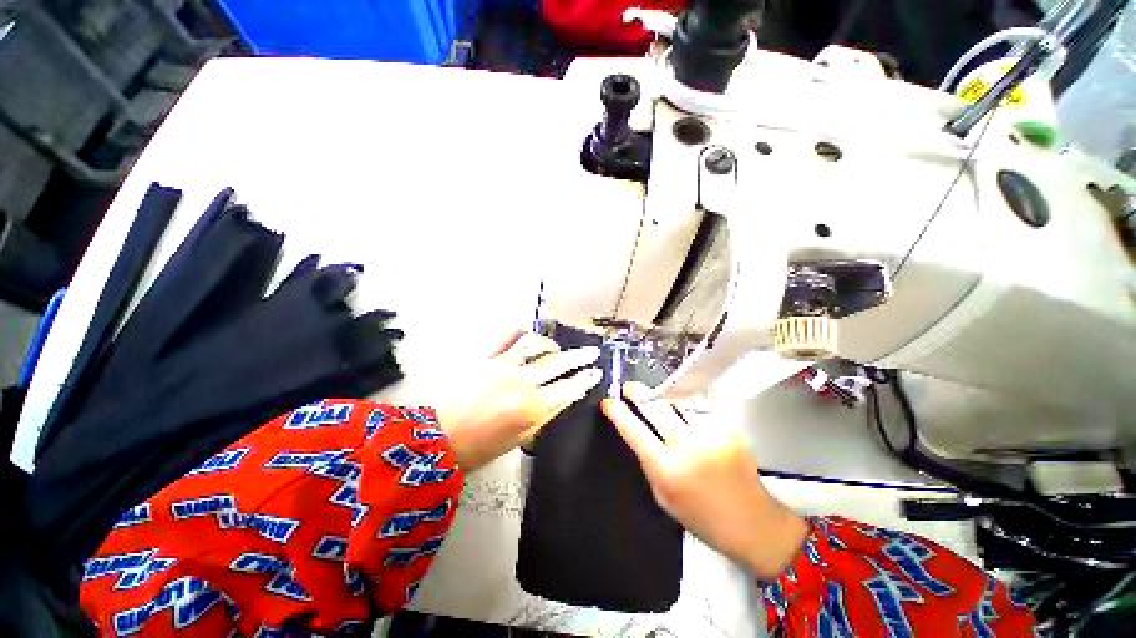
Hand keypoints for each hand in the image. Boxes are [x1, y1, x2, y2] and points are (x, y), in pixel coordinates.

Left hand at [438, 331, 601, 471]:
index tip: (594, 373)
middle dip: (580, 357)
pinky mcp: (485, 358)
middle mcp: (521, 382)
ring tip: (555, 348)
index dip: (585, 380)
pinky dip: (519, 332)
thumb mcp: (519, 439)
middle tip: (591, 352)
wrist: (437, 440)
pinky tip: (526, 335)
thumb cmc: (478, 448)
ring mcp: (502, 366)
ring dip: (550, 345)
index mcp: (532, 407)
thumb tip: (561, 398)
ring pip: (535, 345)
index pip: (569, 388)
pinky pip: (506, 337)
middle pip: (558, 363)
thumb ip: (544, 416)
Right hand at [601, 382, 808, 579]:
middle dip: (638, 393)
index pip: (633, 430)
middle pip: (654, 406)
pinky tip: (692, 425)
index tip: (609, 402)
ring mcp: (710, 434)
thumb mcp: (663, 496)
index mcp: (667, 469)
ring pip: (677, 404)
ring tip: (660, 406)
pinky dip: (689, 414)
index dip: (617, 412)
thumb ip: (649, 462)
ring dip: (665, 402)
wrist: (753, 523)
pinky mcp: (728, 428)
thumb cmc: (702, 516)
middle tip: (629, 388)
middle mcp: (687, 447)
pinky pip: (698, 412)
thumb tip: (637, 431)